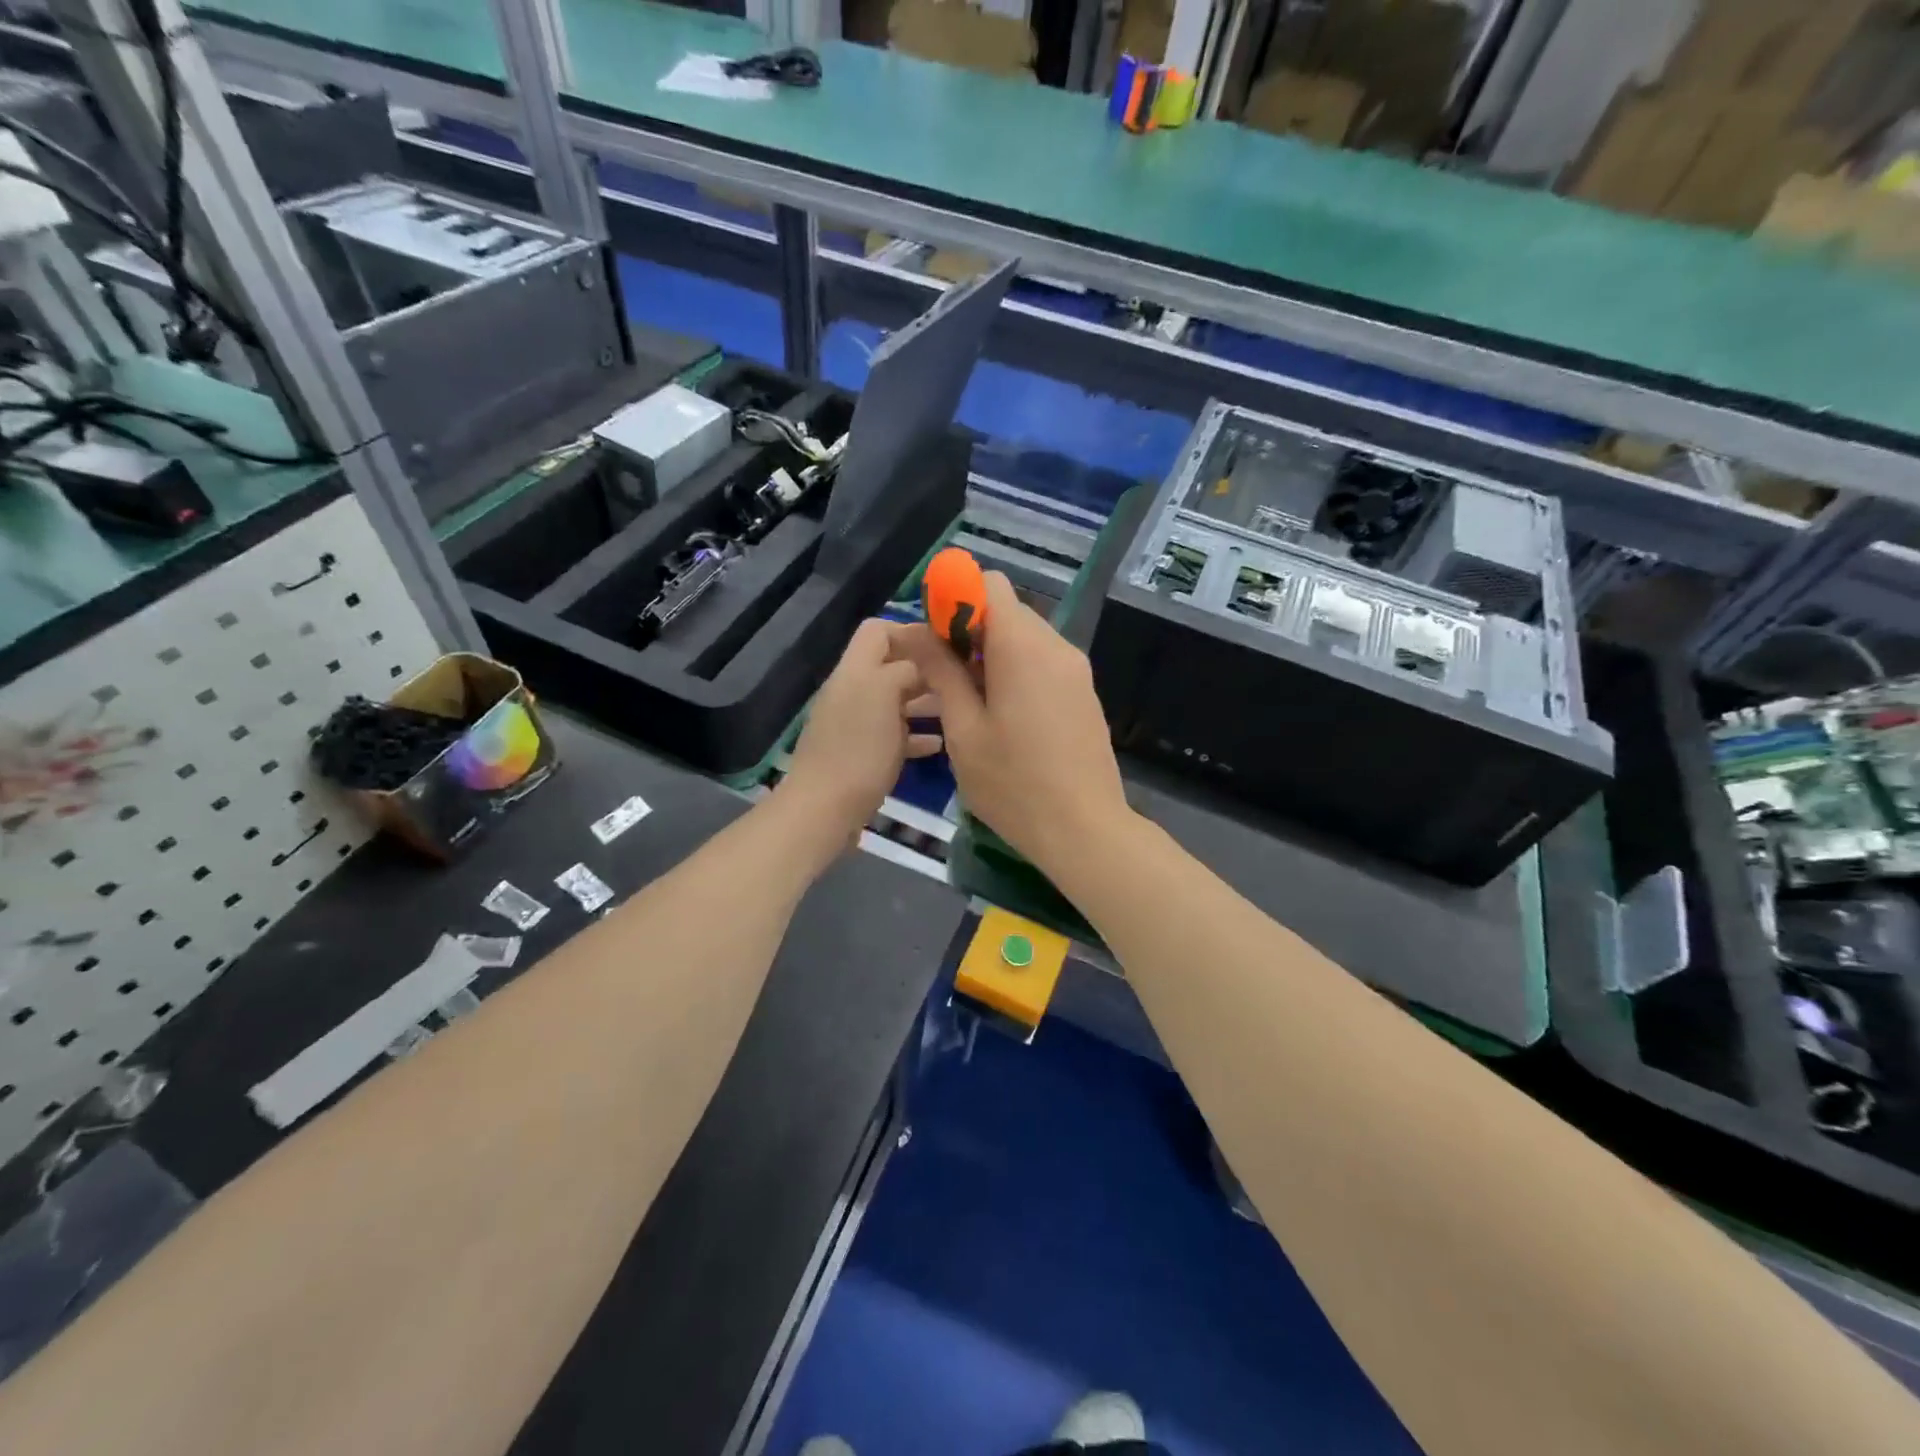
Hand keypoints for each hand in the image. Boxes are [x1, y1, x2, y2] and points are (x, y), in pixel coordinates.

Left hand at [780, 618, 941, 844]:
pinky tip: (939, 744)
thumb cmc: (859, 748)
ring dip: (925, 701)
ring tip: (959, 709)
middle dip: (926, 668)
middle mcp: (853, 690)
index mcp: (855, 669)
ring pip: (896, 700)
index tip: (947, 647)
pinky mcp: (862, 754)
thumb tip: (920, 664)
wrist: (824, 809)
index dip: (911, 631)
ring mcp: (856, 724)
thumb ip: (904, 669)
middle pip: (890, 665)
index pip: (878, 630)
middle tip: (964, 679)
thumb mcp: (885, 694)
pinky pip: (894, 735)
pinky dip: (916, 735)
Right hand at [897, 571, 1128, 877]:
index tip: (934, 640)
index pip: (988, 584)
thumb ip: (941, 672)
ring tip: (970, 705)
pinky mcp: (1084, 693)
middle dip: (969, 632)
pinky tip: (1003, 719)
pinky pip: (1043, 663)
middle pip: (1007, 611)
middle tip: (944, 679)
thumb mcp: (963, 731)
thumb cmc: (1014, 785)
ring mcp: (1076, 670)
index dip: (954, 600)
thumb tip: (916, 631)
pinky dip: (1016, 672)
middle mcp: (1056, 646)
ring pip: (1025, 638)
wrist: (1085, 830)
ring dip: (991, 655)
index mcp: (1023, 647)